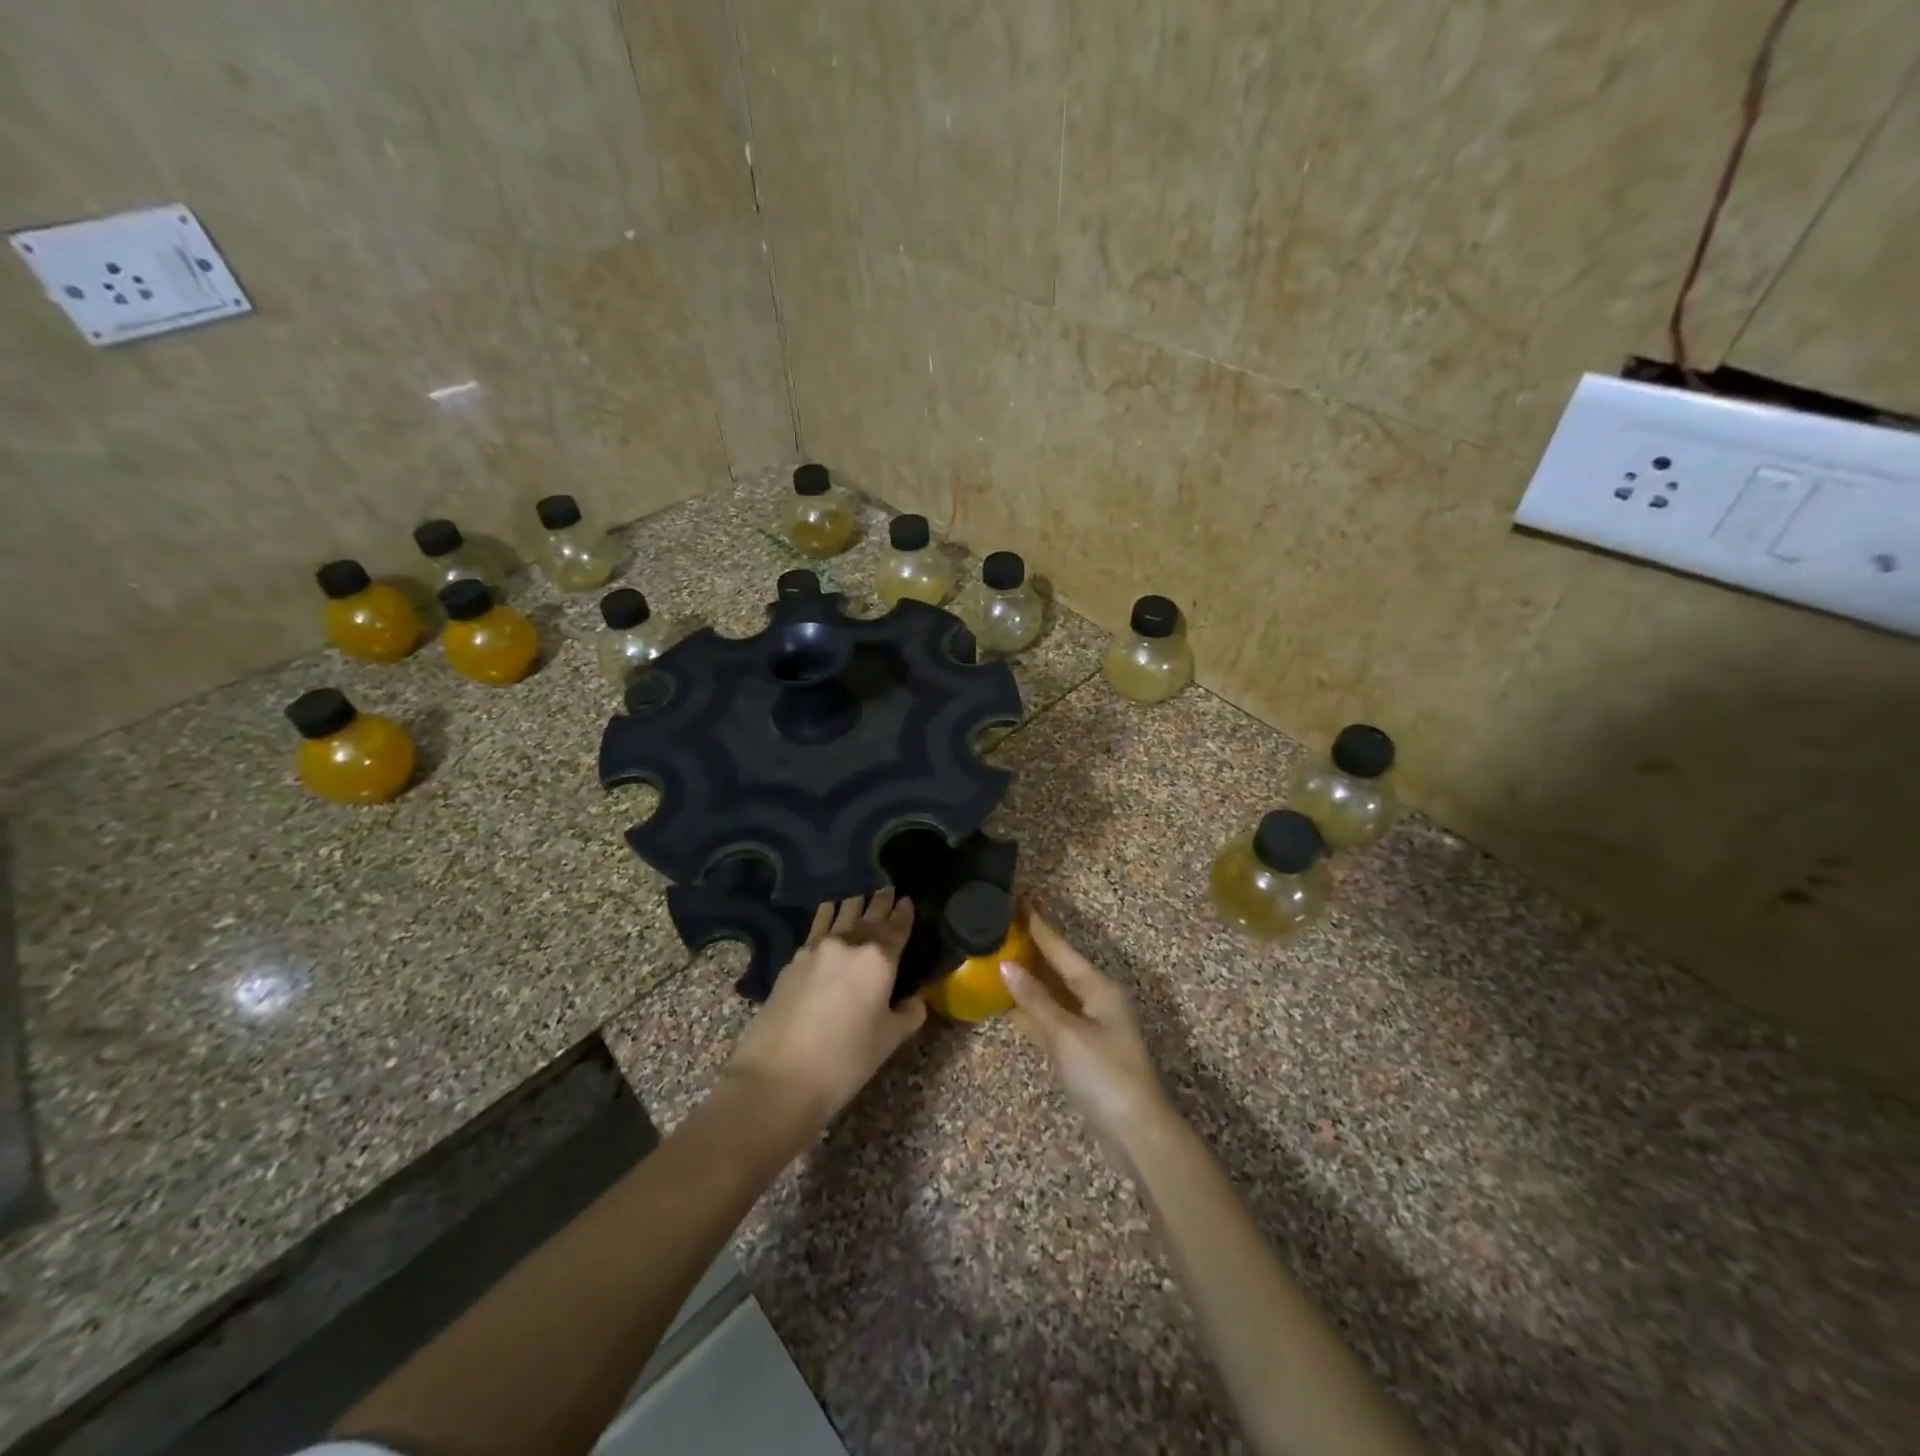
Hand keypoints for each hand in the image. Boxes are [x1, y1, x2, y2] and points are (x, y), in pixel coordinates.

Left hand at [725, 890, 925, 1129]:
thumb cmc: (845, 1060)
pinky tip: (828, 912)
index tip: (907, 899)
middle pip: (869, 914)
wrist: (779, 1077)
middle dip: (881, 901)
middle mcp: (849, 942)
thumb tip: (916, 999)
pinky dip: (827, 915)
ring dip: (854, 902)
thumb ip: (908, 1014)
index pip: (897, 927)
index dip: (904, 912)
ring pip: (840, 913)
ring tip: (860, 892)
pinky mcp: (793, 959)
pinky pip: (817, 926)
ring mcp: (817, 948)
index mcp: (879, 959)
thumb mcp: (888, 1041)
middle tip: (887, 887)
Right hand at [1001, 912, 1170, 1150]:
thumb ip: (1034, 1000)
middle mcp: (1096, 1001)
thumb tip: (1005, 965)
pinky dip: (1031, 1010)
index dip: (1038, 927)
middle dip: (1032, 950)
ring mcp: (1090, 1028)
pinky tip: (1010, 1005)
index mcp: (1099, 988)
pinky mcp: (1082, 1053)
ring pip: (1053, 995)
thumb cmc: (1104, 1074)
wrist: (1134, 1133)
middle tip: (1002, 928)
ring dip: (1029, 980)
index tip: (1018, 901)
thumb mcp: (1066, 1034)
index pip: (1061, 949)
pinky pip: (1051, 1020)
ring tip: (999, 959)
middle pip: (1058, 969)